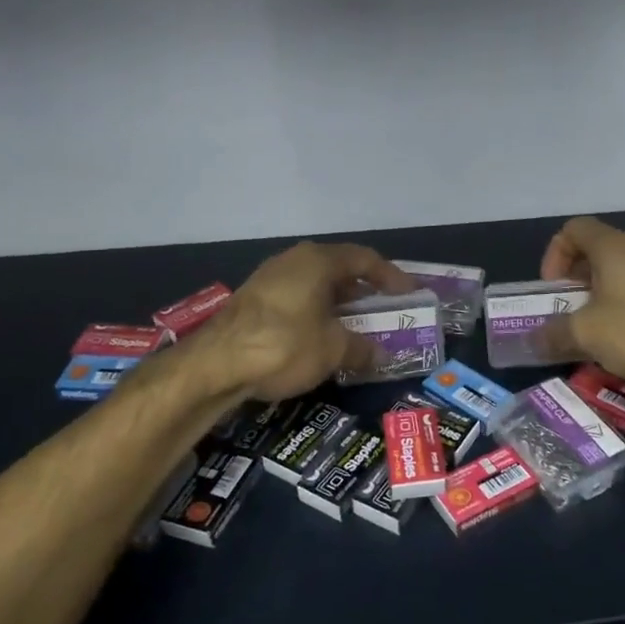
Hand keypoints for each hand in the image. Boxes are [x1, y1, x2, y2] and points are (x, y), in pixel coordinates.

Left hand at [194, 242, 414, 401]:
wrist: (215, 365)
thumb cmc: (285, 345)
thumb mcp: (333, 350)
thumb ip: (362, 348)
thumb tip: (381, 355)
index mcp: (318, 261)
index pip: (365, 259)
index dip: (391, 276)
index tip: (409, 294)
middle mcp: (294, 261)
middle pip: (338, 270)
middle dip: (363, 292)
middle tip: (383, 312)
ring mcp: (269, 279)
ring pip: (315, 286)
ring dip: (338, 305)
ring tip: (355, 328)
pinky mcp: (252, 301)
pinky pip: (296, 300)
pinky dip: (315, 314)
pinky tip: (320, 339)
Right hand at [539, 216, 624, 384]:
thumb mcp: (585, 334)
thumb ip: (553, 334)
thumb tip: (531, 341)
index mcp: (612, 247)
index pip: (574, 229)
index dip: (554, 254)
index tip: (552, 288)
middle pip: (594, 252)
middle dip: (572, 281)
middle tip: (564, 312)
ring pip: (616, 275)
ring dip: (595, 299)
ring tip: (589, 332)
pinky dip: (619, 311)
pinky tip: (619, 342)